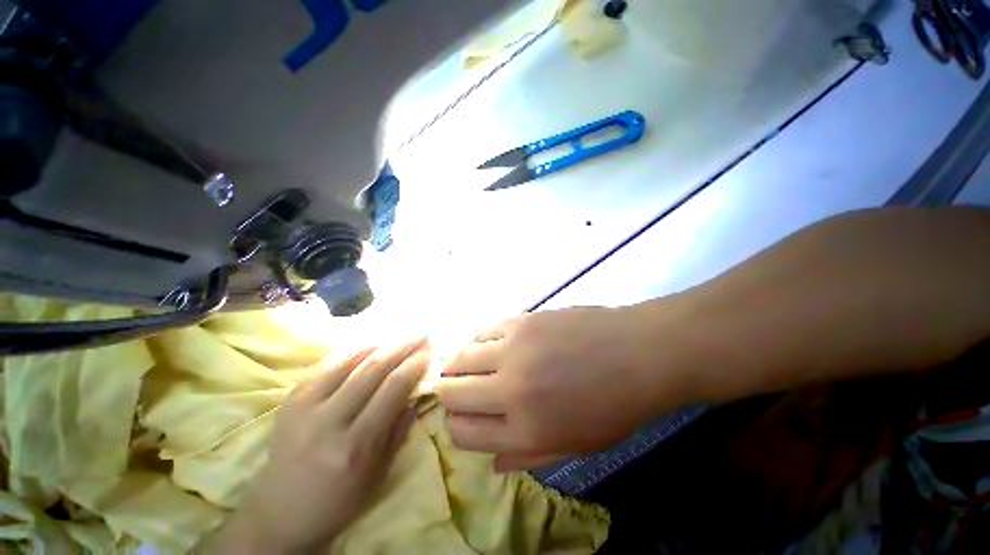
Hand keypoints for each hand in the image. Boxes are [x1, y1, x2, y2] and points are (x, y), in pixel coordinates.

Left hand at [204, 338, 429, 553]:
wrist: (279, 513)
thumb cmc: (338, 500)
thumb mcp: (379, 472)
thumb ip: (400, 428)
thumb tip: (420, 392)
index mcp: (355, 445)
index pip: (392, 389)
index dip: (413, 365)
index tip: (428, 350)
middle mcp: (328, 422)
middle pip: (372, 369)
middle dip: (401, 347)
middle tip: (419, 334)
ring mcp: (304, 408)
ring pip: (348, 361)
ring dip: (379, 343)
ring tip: (398, 335)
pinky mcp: (289, 400)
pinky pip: (325, 365)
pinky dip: (351, 351)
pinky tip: (369, 344)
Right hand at [433, 305, 692, 471]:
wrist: (638, 353)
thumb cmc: (613, 406)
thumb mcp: (575, 446)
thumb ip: (528, 457)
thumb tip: (491, 462)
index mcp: (525, 431)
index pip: (463, 434)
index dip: (456, 426)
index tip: (462, 417)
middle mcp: (510, 389)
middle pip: (452, 393)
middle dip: (448, 394)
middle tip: (459, 389)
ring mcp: (513, 349)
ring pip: (459, 357)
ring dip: (458, 365)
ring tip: (471, 365)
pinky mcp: (521, 321)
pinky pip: (481, 331)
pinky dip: (478, 341)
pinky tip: (491, 344)